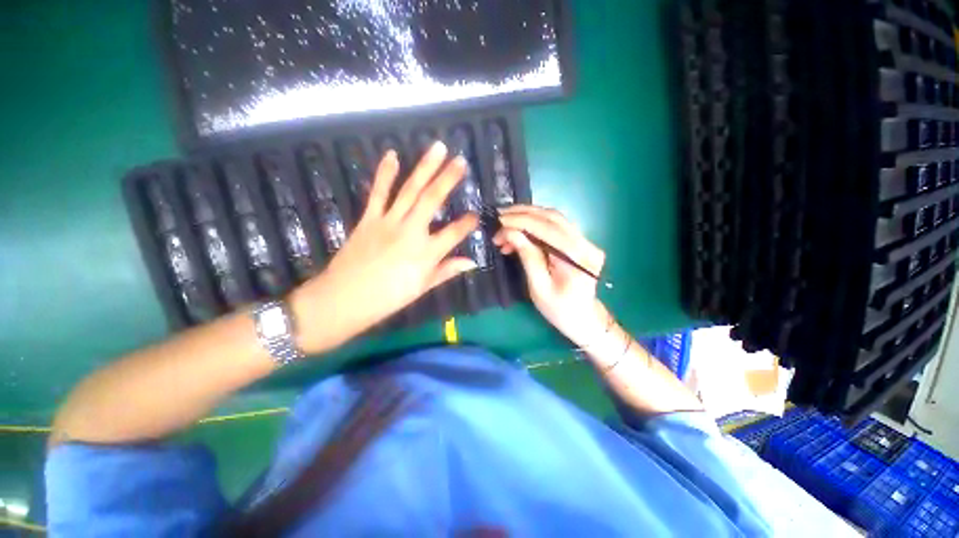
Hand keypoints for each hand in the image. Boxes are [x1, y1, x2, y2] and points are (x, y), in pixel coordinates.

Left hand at [290, 142, 478, 353]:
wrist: (344, 298)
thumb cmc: (388, 298)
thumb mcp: (422, 288)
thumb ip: (447, 271)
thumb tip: (471, 262)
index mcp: (426, 253)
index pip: (454, 233)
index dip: (468, 223)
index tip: (477, 215)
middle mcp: (410, 232)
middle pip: (433, 200)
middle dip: (449, 179)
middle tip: (461, 161)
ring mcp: (388, 221)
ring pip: (410, 190)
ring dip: (424, 167)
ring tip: (438, 148)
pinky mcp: (369, 218)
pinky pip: (378, 192)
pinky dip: (385, 173)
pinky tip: (392, 155)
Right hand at [493, 205, 608, 346]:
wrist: (583, 319)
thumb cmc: (559, 310)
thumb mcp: (538, 287)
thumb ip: (527, 256)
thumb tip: (510, 232)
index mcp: (578, 258)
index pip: (548, 229)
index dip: (521, 221)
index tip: (499, 221)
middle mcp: (586, 244)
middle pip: (553, 217)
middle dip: (523, 214)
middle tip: (499, 217)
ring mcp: (585, 241)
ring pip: (554, 218)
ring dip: (527, 217)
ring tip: (505, 224)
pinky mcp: (579, 242)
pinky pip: (555, 227)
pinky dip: (535, 225)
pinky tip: (519, 233)